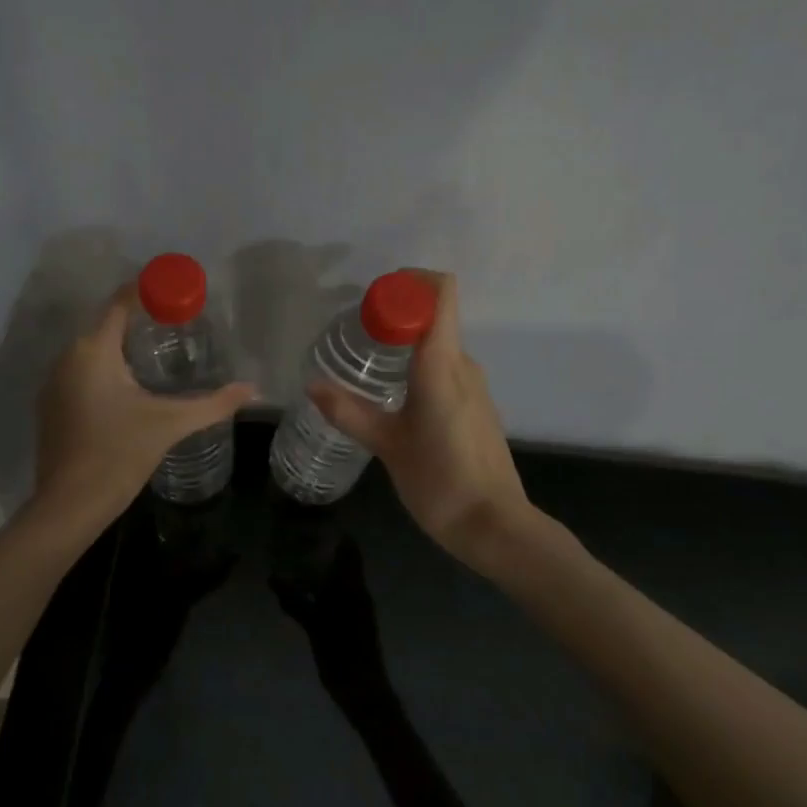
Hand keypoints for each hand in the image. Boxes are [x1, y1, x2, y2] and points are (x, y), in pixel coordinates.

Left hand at [34, 286, 255, 523]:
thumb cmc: (119, 454)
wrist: (69, 506)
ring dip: (123, 343)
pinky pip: (83, 370)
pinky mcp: (53, 405)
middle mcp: (68, 358)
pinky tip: (132, 383)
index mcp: (93, 351)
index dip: (148, 289)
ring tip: (161, 347)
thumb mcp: (170, 424)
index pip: (120, 302)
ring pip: (93, 348)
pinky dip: (107, 366)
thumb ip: (213, 404)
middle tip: (178, 319)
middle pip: (106, 323)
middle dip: (140, 317)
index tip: (177, 287)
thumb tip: (253, 389)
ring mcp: (55, 383)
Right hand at [272, 537, 387, 704]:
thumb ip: (295, 602)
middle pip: (346, 561)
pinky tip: (307, 588)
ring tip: (298, 556)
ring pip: (342, 577)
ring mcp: (358, 607)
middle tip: (300, 536)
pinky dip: (326, 585)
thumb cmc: (342, 655)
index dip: (337, 534)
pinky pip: (340, 593)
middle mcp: (358, 592)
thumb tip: (272, 577)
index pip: (350, 550)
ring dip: (326, 566)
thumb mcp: (315, 628)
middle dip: (327, 548)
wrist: (363, 689)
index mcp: (353, 588)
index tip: (317, 520)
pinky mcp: (354, 620)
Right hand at [307, 272, 530, 571]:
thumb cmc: (439, 480)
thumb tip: (311, 385)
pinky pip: (446, 367)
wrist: (496, 526)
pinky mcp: (477, 405)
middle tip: (357, 333)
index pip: (442, 292)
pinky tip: (395, 394)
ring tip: (368, 363)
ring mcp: (475, 385)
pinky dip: (419, 365)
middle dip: (398, 313)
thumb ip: (349, 412)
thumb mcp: (387, 445)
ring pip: (439, 343)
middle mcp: (463, 364)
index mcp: (442, 364)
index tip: (374, 297)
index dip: (411, 281)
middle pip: (436, 314)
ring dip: (407, 341)